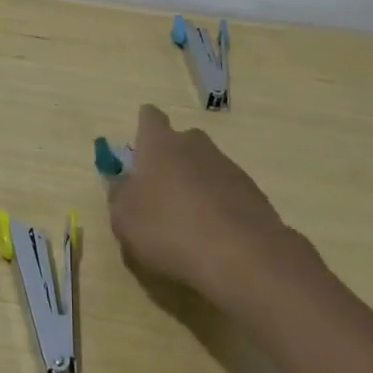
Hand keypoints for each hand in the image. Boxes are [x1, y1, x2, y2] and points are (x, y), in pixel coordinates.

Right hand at [106, 104, 306, 312]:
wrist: (241, 256)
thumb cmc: (169, 230)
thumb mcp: (125, 219)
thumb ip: (119, 195)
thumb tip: (122, 183)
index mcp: (160, 144)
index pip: (150, 117)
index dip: (144, 127)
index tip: (140, 148)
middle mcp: (195, 145)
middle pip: (181, 141)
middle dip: (171, 159)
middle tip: (161, 192)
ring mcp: (227, 166)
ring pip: (205, 166)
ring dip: (196, 184)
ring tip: (188, 221)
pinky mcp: (252, 191)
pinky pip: (227, 190)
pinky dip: (218, 205)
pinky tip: (213, 235)